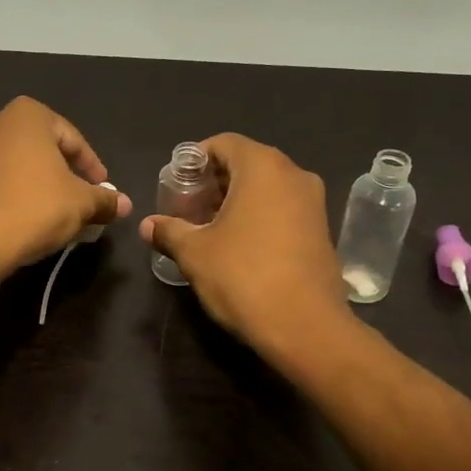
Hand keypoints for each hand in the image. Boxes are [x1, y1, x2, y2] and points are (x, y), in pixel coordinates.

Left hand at [0, 97, 131, 268]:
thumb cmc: (36, 206)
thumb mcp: (81, 203)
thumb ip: (104, 199)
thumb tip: (124, 204)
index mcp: (27, 115)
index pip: (72, 139)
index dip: (92, 167)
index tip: (103, 190)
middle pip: (42, 149)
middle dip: (64, 173)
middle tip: (81, 199)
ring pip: (18, 165)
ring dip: (39, 184)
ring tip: (56, 212)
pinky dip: (15, 195)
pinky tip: (27, 219)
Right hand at [139, 133, 350, 351]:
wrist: (306, 327)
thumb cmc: (244, 277)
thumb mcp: (195, 253)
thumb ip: (169, 231)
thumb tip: (147, 225)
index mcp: (263, 167)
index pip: (224, 143)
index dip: (195, 160)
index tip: (176, 185)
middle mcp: (294, 174)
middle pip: (246, 163)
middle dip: (214, 182)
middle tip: (188, 208)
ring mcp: (313, 202)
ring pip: (267, 188)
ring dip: (236, 201)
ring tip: (209, 229)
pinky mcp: (322, 230)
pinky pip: (284, 208)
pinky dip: (259, 216)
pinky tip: (239, 246)